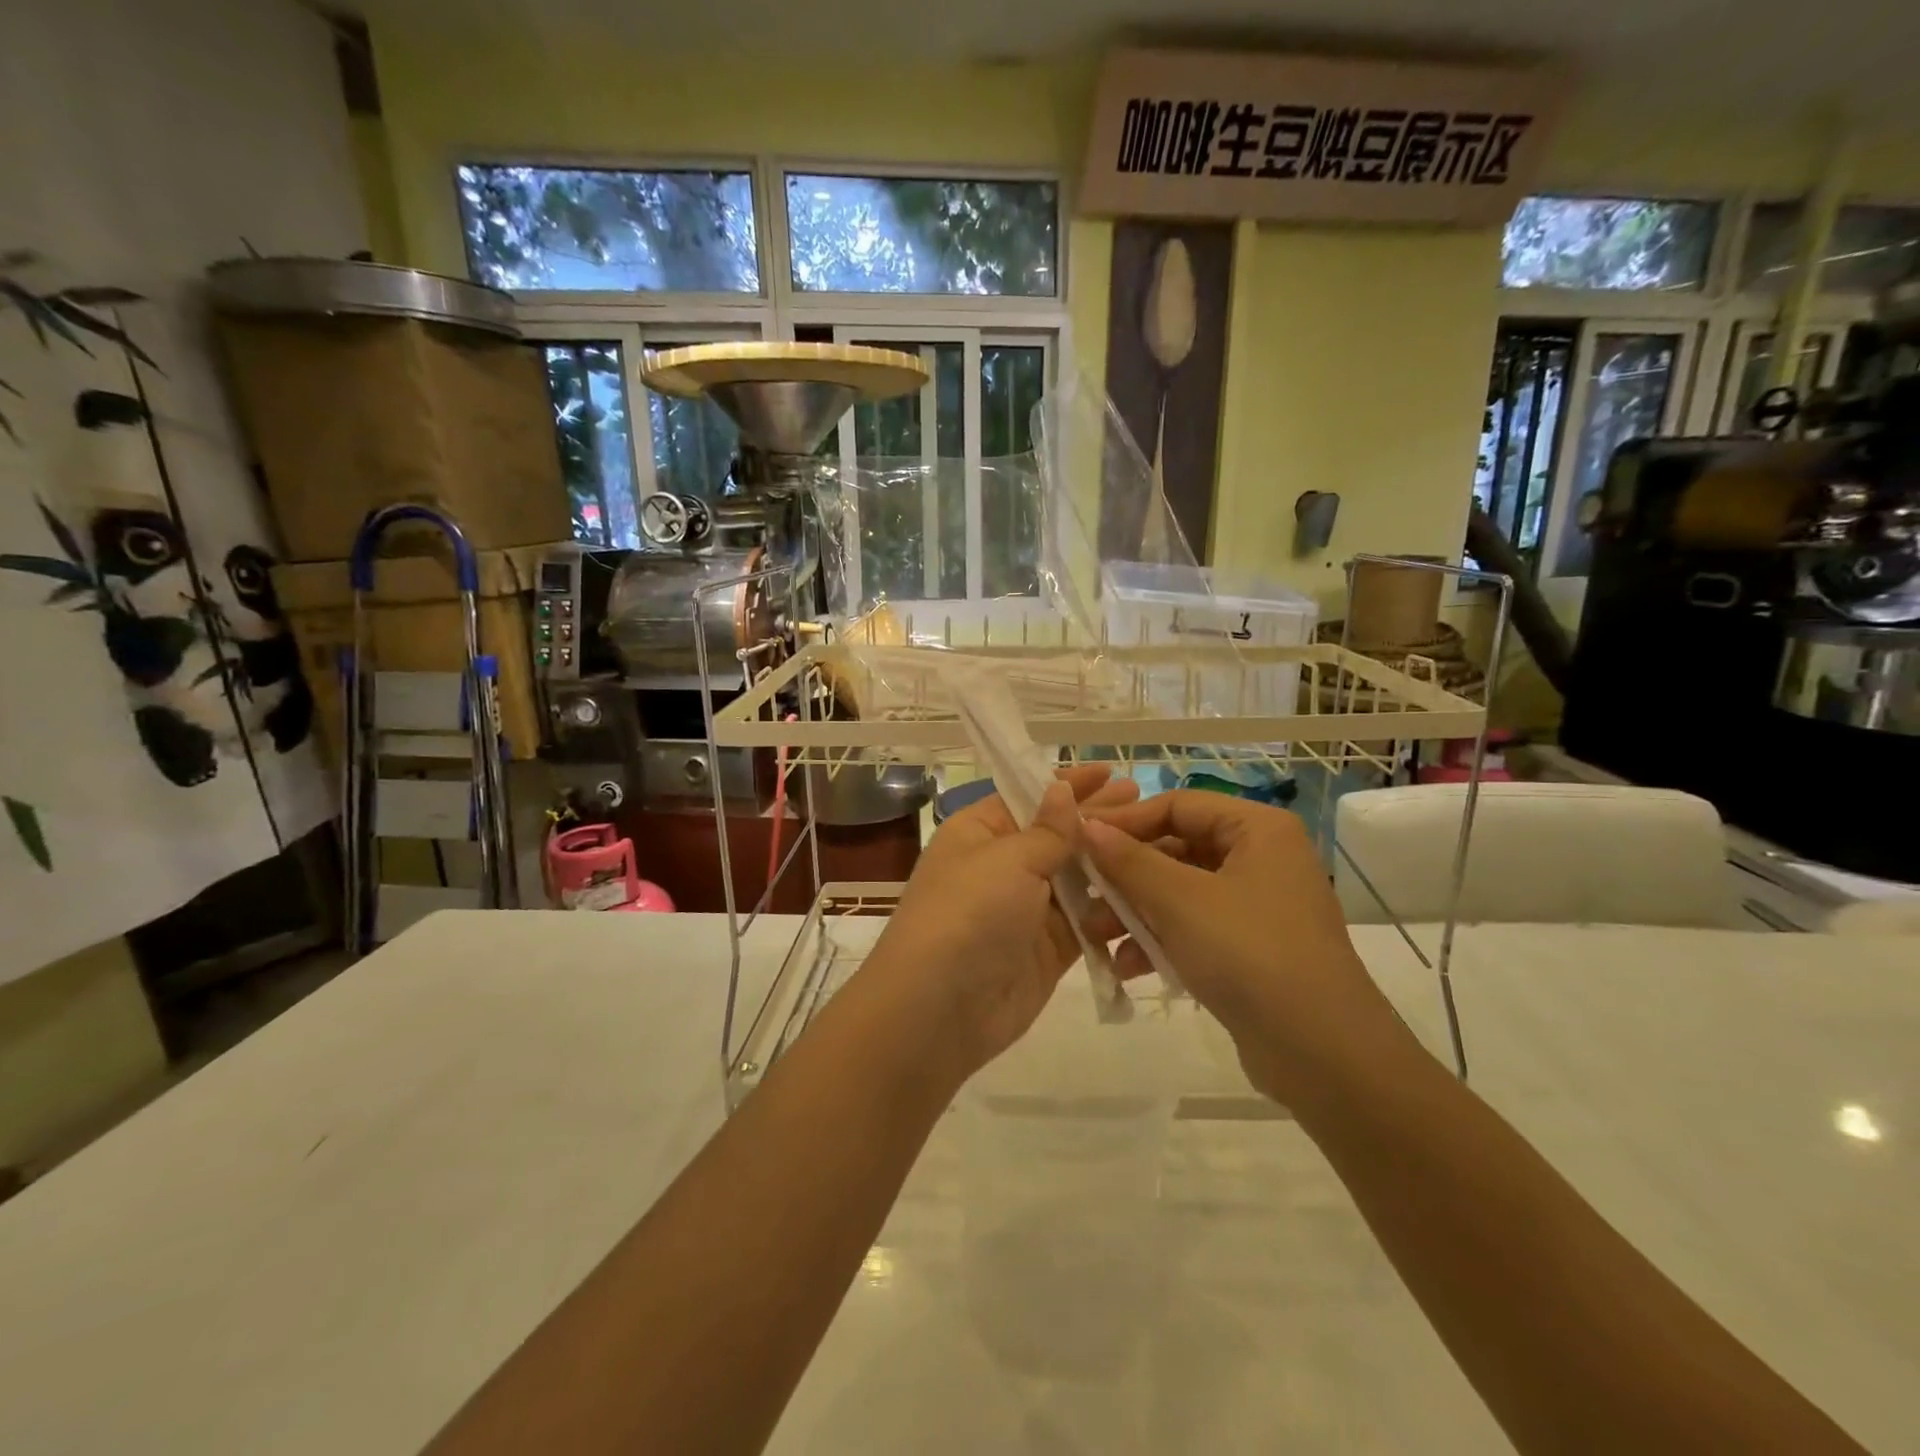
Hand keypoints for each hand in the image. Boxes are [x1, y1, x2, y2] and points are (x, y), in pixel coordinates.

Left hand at [851, 764, 1138, 1086]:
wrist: (939, 1009)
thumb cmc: (968, 913)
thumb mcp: (1008, 860)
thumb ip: (1047, 830)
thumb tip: (1061, 789)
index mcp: (979, 833)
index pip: (1029, 798)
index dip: (1068, 784)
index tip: (1110, 772)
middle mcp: (1002, 866)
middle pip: (1056, 836)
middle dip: (1097, 820)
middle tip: (1145, 802)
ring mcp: (1026, 909)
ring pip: (1075, 878)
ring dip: (1110, 862)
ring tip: (1157, 842)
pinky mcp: (1047, 949)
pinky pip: (1086, 920)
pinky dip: (1111, 908)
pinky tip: (1148, 891)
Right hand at [1082, 792, 1399, 1104]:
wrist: (1322, 1053)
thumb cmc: (1249, 954)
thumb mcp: (1179, 901)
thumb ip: (1128, 860)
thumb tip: (1085, 826)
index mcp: (1257, 829)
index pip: (1177, 805)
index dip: (1125, 821)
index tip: (1078, 840)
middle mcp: (1262, 858)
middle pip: (1176, 849)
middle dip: (1126, 875)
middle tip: (1082, 893)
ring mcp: (1259, 905)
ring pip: (1181, 892)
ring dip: (1136, 911)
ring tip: (1095, 936)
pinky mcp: (1253, 948)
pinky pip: (1196, 927)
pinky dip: (1161, 940)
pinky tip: (1127, 966)